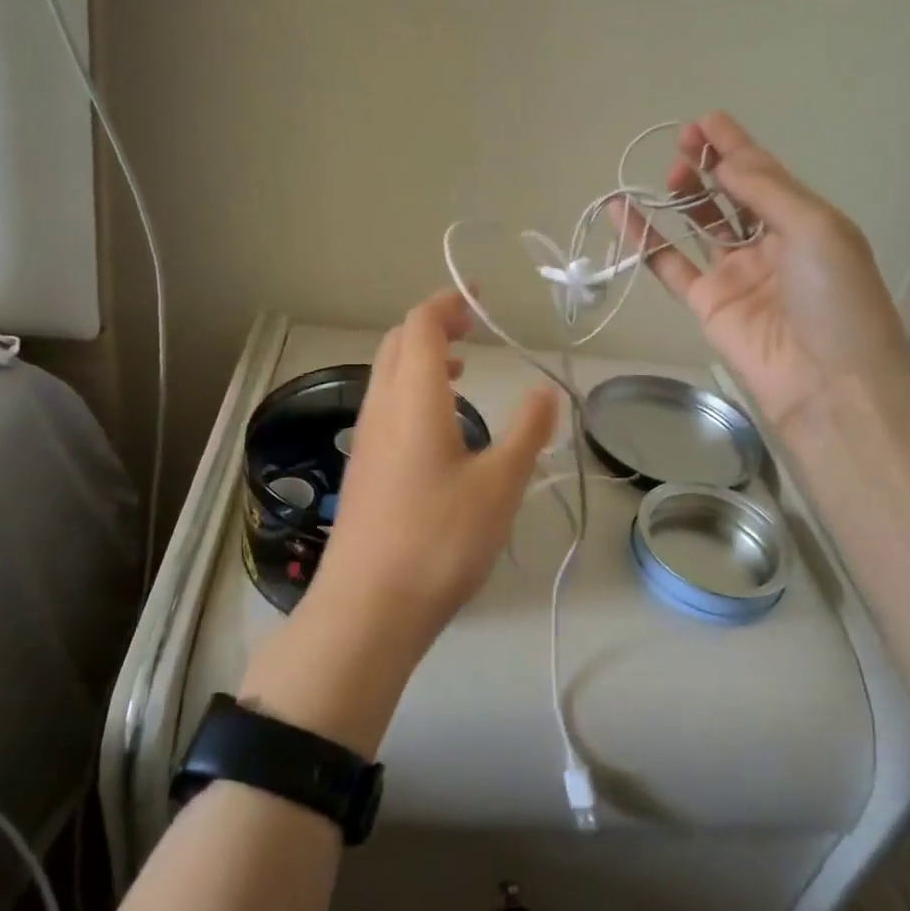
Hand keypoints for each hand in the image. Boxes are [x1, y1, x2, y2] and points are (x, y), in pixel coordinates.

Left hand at [315, 289, 558, 648]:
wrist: (368, 609)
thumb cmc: (439, 540)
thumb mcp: (500, 485)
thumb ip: (527, 432)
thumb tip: (546, 391)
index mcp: (413, 399)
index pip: (420, 325)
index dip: (448, 303)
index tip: (480, 301)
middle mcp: (382, 409)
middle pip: (397, 343)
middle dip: (433, 325)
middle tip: (473, 330)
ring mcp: (366, 440)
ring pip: (387, 375)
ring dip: (421, 359)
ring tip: (461, 372)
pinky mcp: (363, 469)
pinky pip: (385, 406)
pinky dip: (412, 391)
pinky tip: (440, 429)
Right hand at [628, 112, 909, 434]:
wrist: (828, 384)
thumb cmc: (836, 300)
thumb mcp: (815, 230)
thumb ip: (766, 191)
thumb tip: (725, 160)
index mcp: (805, 223)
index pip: (765, 174)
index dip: (736, 146)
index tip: (704, 120)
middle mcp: (769, 244)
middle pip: (731, 195)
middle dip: (709, 165)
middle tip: (682, 144)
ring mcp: (735, 274)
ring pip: (699, 225)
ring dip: (682, 196)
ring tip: (664, 171)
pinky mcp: (705, 304)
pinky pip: (669, 264)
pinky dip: (645, 239)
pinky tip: (623, 211)